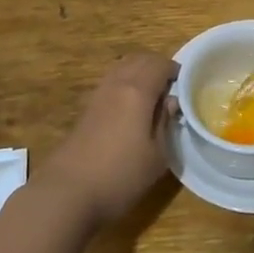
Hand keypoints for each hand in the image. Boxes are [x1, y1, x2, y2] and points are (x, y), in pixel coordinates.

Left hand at [35, 52, 176, 227]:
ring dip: (139, 73)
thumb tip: (171, 101)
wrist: (67, 192)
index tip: (186, 86)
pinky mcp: (85, 109)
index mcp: (137, 91)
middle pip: (139, 60)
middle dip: (157, 66)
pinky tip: (130, 110)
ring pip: (122, 68)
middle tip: (171, 88)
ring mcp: (97, 95)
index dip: (176, 70)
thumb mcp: (156, 155)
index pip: (160, 64)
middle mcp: (116, 84)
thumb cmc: (120, 176)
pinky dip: (124, 84)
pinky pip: (110, 82)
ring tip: (152, 97)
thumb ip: (166, 122)